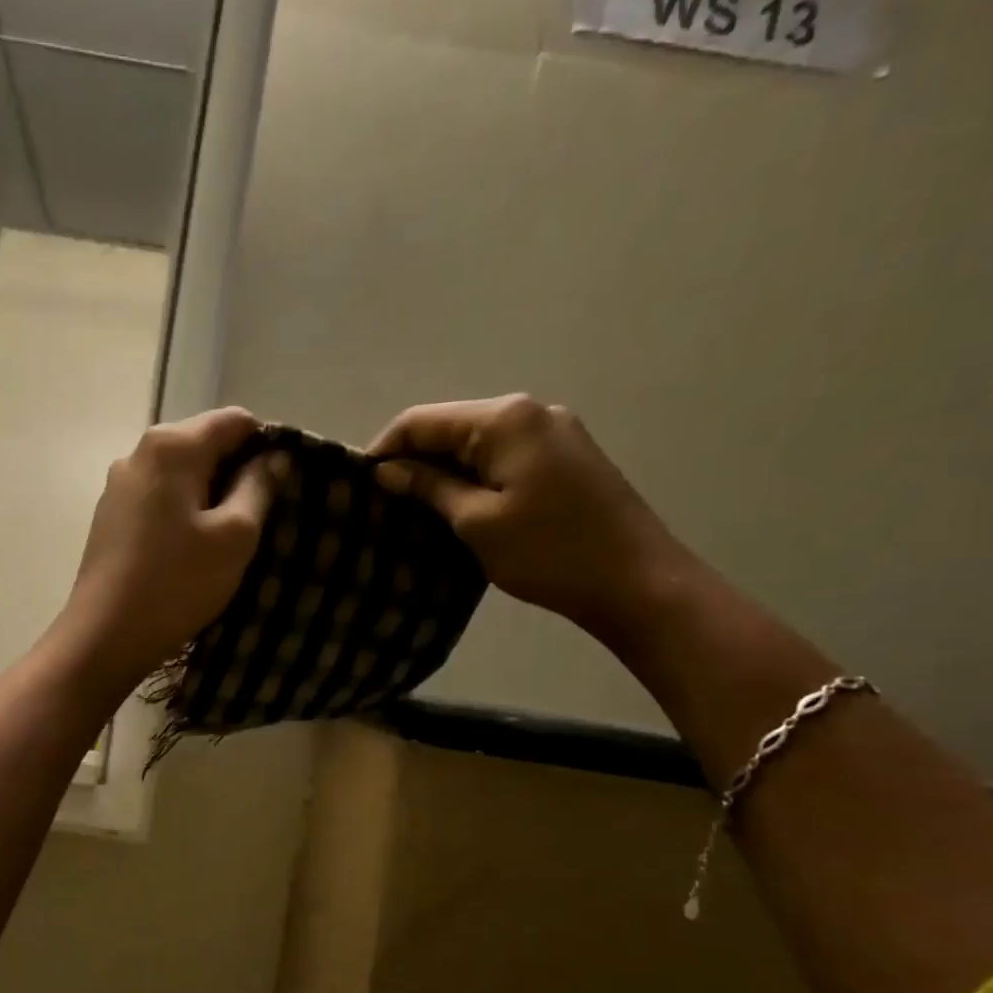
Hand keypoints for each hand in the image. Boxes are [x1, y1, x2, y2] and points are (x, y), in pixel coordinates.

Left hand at [52, 406, 278, 690]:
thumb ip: (258, 487)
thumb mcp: (235, 536)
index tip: (282, 485)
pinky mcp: (109, 516)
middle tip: (261, 516)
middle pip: (203, 443)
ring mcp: (118, 485)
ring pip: (180, 473)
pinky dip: (182, 511)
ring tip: (228, 536)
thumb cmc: (178, 583)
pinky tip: (191, 547)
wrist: (106, 636)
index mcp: (171, 445)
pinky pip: (158, 498)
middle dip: (236, 471)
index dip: (266, 445)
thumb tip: (273, 457)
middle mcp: (138, 452)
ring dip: (209, 494)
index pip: (235, 420)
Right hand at [366, 395, 693, 643]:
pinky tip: (456, 508)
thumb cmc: (548, 551)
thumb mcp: (477, 521)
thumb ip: (429, 487)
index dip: (384, 449)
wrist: (635, 581)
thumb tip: (386, 470)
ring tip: (413, 510)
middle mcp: (529, 411)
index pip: (422, 420)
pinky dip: (472, 477)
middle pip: (449, 427)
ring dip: (441, 471)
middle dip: (412, 460)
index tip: (357, 487)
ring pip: (475, 444)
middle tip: (382, 504)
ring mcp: (552, 432)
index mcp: (505, 419)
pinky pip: (501, 457)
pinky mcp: (563, 457)